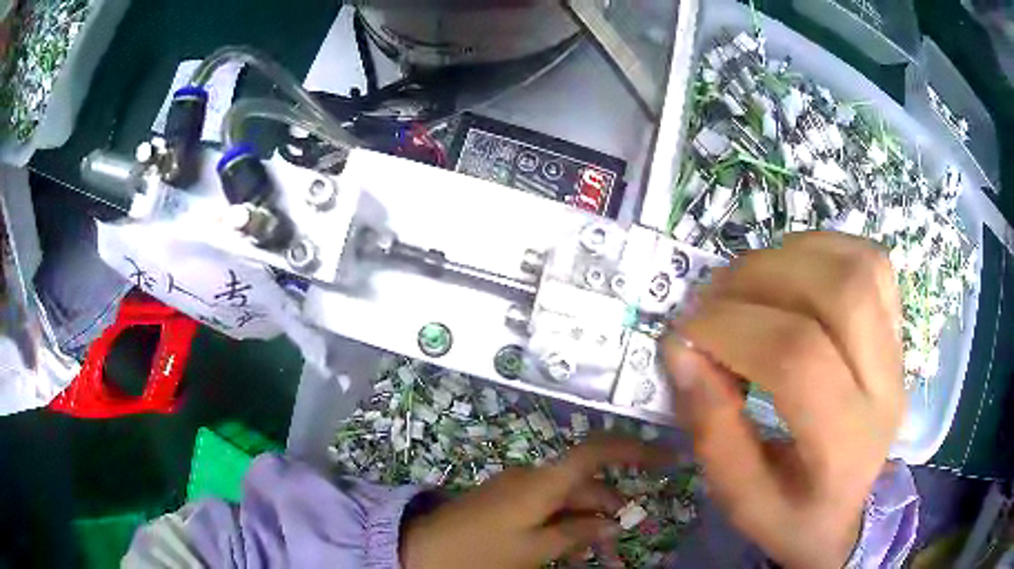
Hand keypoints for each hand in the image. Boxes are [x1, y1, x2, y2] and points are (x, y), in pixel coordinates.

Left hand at [400, 435, 669, 568]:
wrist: (421, 549)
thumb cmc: (481, 550)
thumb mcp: (533, 549)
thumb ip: (576, 534)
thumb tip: (613, 523)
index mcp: (543, 481)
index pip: (597, 450)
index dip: (633, 448)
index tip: (665, 456)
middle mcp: (533, 476)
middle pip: (585, 482)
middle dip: (610, 506)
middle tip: (627, 534)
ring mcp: (518, 488)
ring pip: (567, 498)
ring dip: (587, 520)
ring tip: (600, 552)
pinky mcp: (507, 501)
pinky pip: (547, 507)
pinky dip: (565, 523)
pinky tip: (572, 547)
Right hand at [660, 232, 903, 567]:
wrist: (851, 510)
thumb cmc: (793, 516)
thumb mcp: (740, 500)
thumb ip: (711, 430)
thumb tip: (681, 349)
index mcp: (845, 447)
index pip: (799, 359)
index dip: (733, 330)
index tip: (685, 332)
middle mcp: (885, 389)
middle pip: (839, 293)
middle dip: (761, 279)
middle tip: (712, 300)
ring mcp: (898, 352)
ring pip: (858, 266)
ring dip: (790, 257)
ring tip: (748, 284)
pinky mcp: (897, 328)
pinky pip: (870, 260)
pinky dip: (822, 249)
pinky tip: (790, 272)